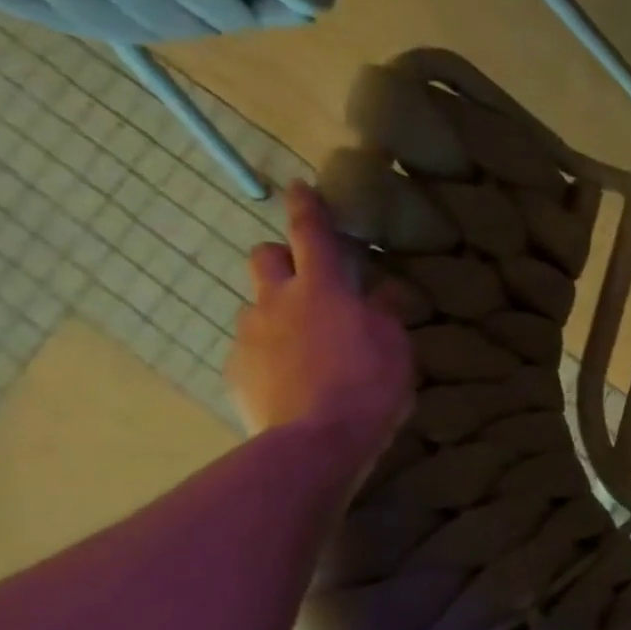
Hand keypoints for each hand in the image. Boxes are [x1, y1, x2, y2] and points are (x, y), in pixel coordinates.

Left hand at [224, 182, 413, 475]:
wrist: (315, 442)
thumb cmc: (369, 386)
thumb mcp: (395, 346)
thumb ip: (385, 312)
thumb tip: (383, 290)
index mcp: (322, 290)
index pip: (311, 235)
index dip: (307, 208)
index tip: (299, 187)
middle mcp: (277, 302)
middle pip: (265, 258)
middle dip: (282, 258)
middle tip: (309, 280)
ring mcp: (249, 336)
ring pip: (257, 305)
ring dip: (278, 312)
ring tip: (307, 344)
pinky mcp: (235, 370)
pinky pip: (252, 347)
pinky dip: (271, 352)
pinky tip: (294, 378)